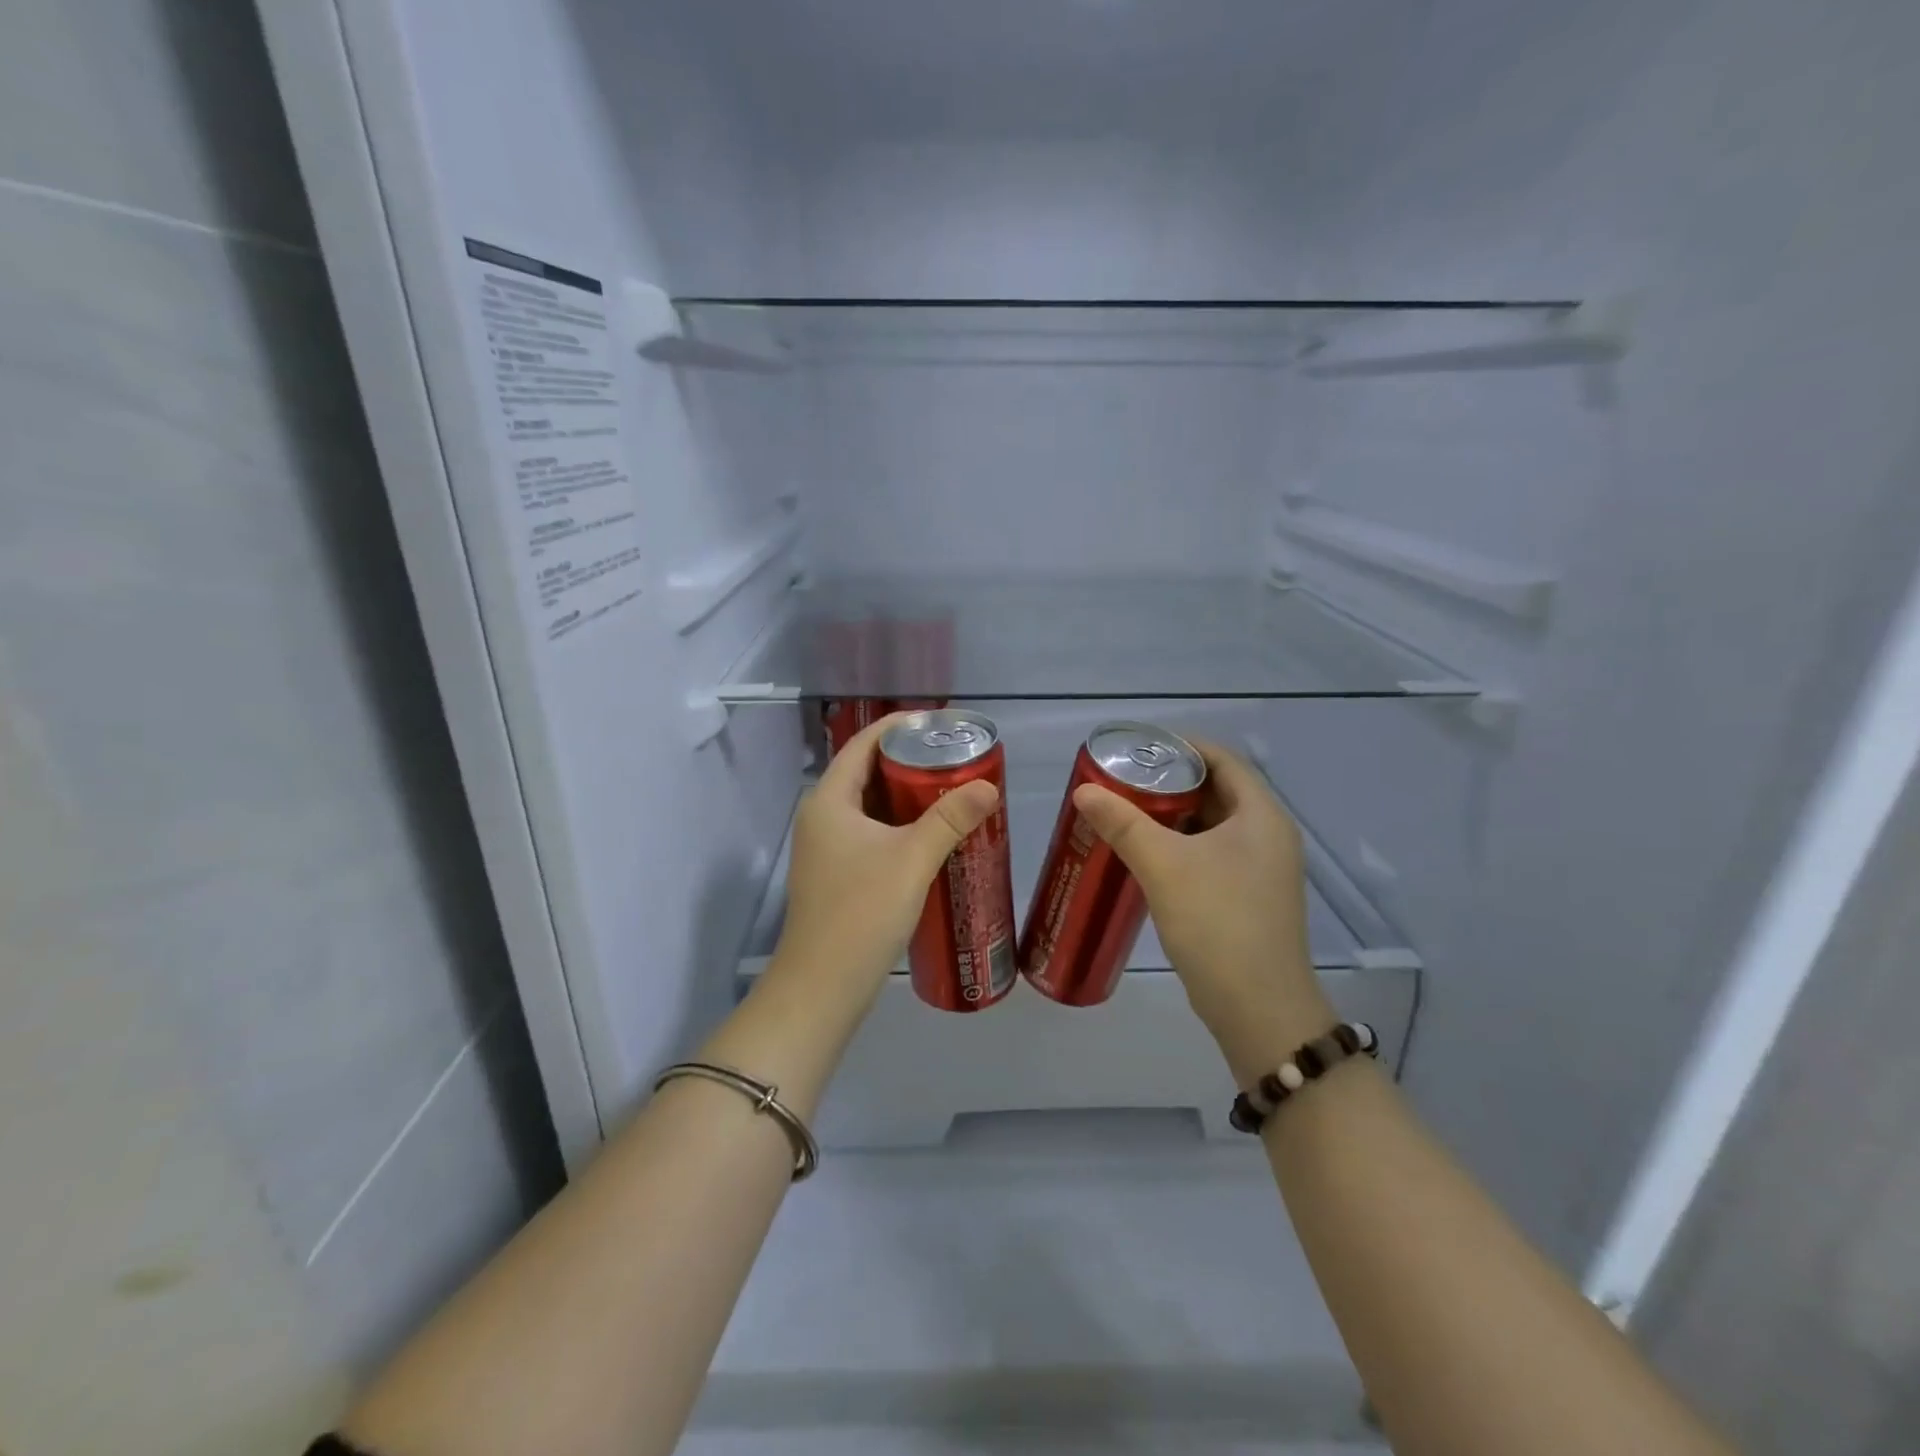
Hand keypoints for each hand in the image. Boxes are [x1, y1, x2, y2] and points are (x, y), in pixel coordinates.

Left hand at [771, 714, 999, 1005]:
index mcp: (829, 799)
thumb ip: (950, 819)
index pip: (863, 743)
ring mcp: (826, 848)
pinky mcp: (837, 874)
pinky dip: (900, 826)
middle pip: (867, 772)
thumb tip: (988, 786)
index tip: (940, 723)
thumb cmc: (862, 912)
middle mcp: (822, 816)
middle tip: (956, 758)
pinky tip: (933, 836)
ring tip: (952, 791)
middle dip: (910, 761)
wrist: (823, 986)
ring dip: (907, 796)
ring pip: (871, 806)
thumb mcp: (912, 859)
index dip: (900, 726)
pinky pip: (871, 833)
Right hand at [1072, 742, 1336, 1083]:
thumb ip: (1123, 824)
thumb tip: (1084, 790)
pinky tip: (1145, 855)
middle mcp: (1268, 835)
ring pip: (1211, 825)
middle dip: (1169, 782)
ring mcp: (1261, 869)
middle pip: (1216, 790)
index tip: (1137, 747)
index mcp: (1262, 815)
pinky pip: (1210, 854)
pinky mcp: (1247, 897)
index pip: (1222, 758)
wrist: (1259, 1010)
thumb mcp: (1165, 866)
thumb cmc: (1218, 923)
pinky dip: (1180, 846)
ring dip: (1172, 816)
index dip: (1181, 746)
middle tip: (1122, 780)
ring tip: (1125, 812)